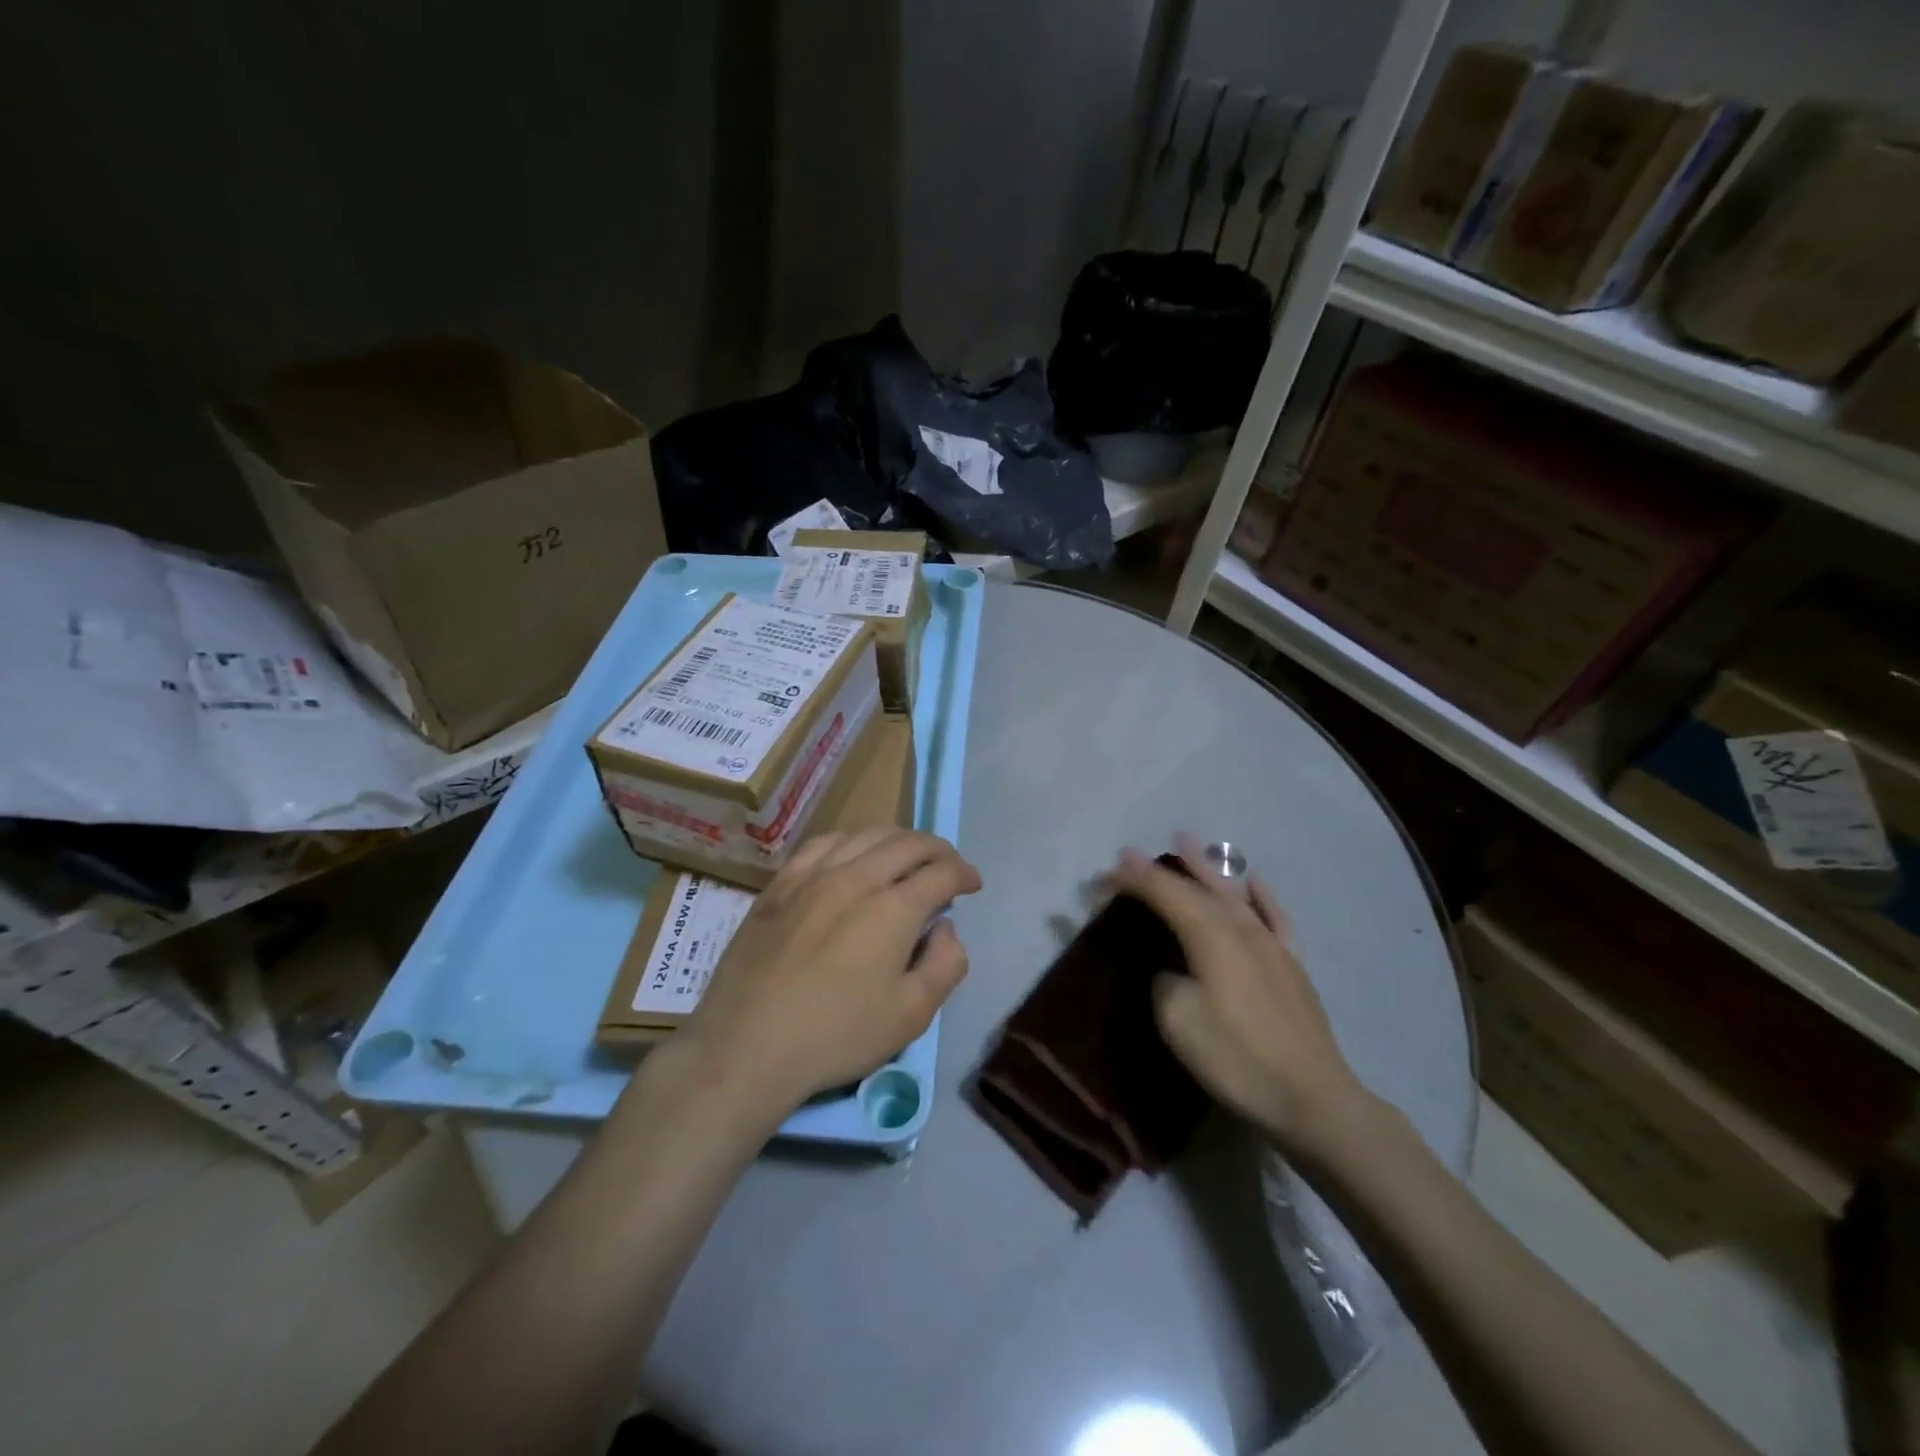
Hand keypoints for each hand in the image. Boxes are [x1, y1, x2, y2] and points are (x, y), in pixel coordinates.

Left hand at [678, 829, 981, 1114]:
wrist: (747, 1046)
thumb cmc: (836, 1036)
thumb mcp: (911, 1015)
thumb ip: (945, 964)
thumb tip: (946, 927)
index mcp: (894, 908)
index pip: (942, 872)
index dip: (964, 873)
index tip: (972, 884)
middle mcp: (857, 877)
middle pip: (908, 843)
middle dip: (938, 850)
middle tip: (948, 867)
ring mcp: (813, 876)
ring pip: (866, 835)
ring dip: (898, 839)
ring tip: (907, 856)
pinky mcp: (781, 884)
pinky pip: (823, 843)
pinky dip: (851, 840)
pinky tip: (853, 852)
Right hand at [1102, 834, 1371, 1160]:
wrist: (1311, 1097)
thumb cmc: (1236, 1057)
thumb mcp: (1178, 1019)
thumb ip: (1164, 980)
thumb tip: (1171, 968)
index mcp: (1209, 935)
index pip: (1163, 893)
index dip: (1131, 881)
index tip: (1102, 878)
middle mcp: (1240, 927)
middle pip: (1194, 887)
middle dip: (1159, 869)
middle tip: (1130, 853)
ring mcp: (1270, 942)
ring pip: (1232, 891)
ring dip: (1206, 866)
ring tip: (1186, 841)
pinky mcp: (1291, 963)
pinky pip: (1274, 915)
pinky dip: (1260, 893)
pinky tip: (1252, 880)